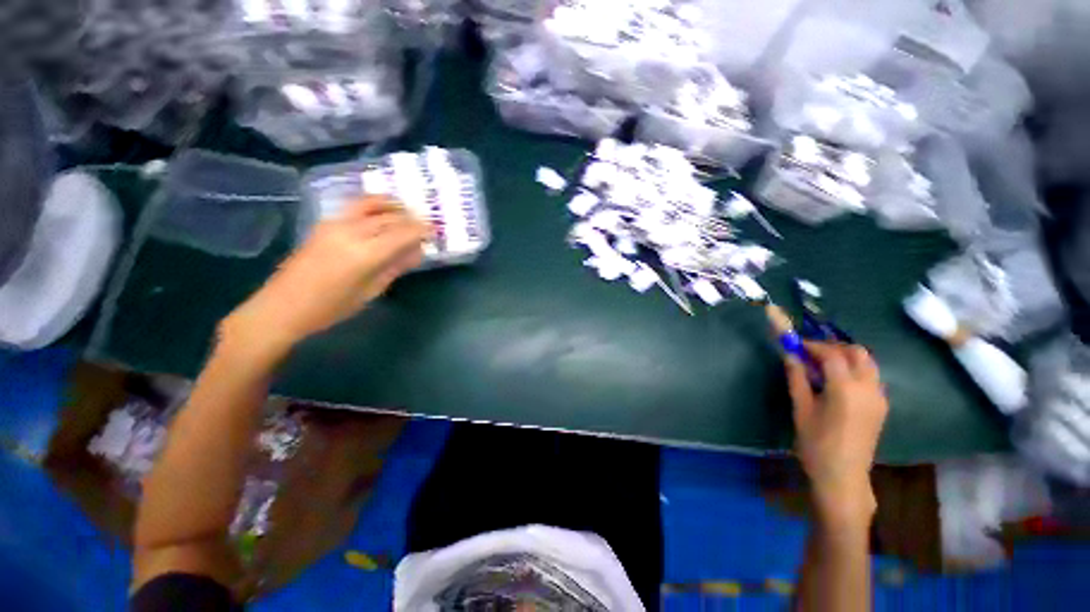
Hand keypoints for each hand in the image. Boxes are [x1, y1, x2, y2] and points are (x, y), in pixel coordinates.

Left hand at [221, 197, 429, 363]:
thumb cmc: (331, 308)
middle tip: (425, 224)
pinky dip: (375, 207)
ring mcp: (334, 224)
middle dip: (410, 218)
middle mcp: (351, 232)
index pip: (402, 233)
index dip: (421, 230)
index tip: (435, 230)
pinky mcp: (324, 224)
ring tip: (406, 210)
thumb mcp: (371, 291)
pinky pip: (356, 208)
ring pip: (370, 205)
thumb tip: (417, 252)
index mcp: (365, 254)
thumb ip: (395, 267)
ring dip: (392, 205)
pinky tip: (383, 213)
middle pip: (389, 217)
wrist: (282, 306)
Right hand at [784, 342, 888, 524]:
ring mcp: (879, 397)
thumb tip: (790, 356)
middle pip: (857, 353)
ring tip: (823, 366)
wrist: (843, 476)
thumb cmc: (816, 444)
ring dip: (846, 357)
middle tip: (811, 354)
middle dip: (833, 347)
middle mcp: (868, 388)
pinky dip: (855, 370)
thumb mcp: (801, 409)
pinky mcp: (882, 406)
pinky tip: (838, 382)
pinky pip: (871, 377)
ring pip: (868, 363)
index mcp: (846, 389)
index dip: (813, 346)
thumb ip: (797, 379)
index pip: (832, 355)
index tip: (796, 345)